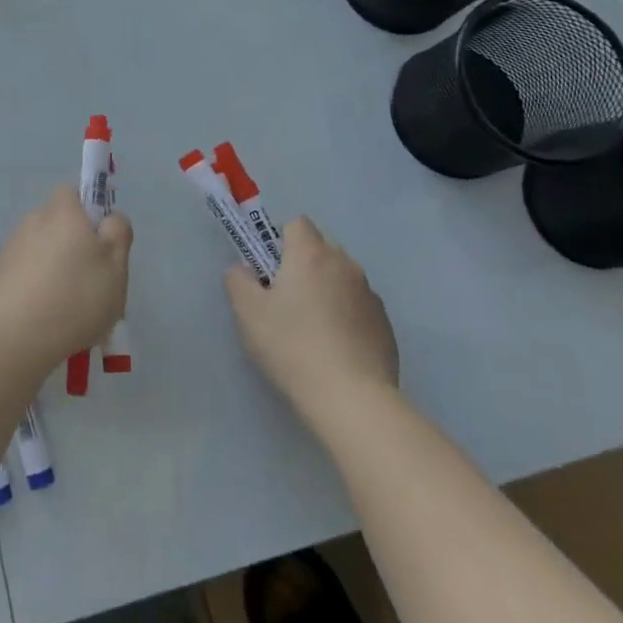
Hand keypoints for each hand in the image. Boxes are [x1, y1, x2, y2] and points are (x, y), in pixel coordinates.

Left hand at [0, 186, 131, 373]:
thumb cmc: (74, 298)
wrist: (12, 338)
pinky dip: (35, 288)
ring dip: (54, 269)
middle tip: (92, 281)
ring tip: (69, 309)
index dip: (88, 211)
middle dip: (73, 245)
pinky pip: (25, 274)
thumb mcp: (115, 268)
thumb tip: (109, 218)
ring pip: (41, 250)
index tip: (100, 242)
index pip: (73, 192)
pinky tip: (45, 319)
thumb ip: (118, 235)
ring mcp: (11, 249)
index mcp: (63, 212)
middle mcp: (33, 221)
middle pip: (58, 223)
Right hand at [225, 217, 398, 422]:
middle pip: (321, 248)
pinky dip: (346, 315)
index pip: (296, 224)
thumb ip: (238, 281)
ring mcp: (370, 294)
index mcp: (311, 254)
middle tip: (285, 300)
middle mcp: (345, 264)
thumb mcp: (248, 313)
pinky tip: (335, 348)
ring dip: (327, 289)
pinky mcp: (385, 324)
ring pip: (341, 277)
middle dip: (303, 264)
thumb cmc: (292, 346)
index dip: (279, 242)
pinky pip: (358, 305)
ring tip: (312, 329)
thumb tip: (244, 270)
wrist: (351, 398)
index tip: (269, 271)